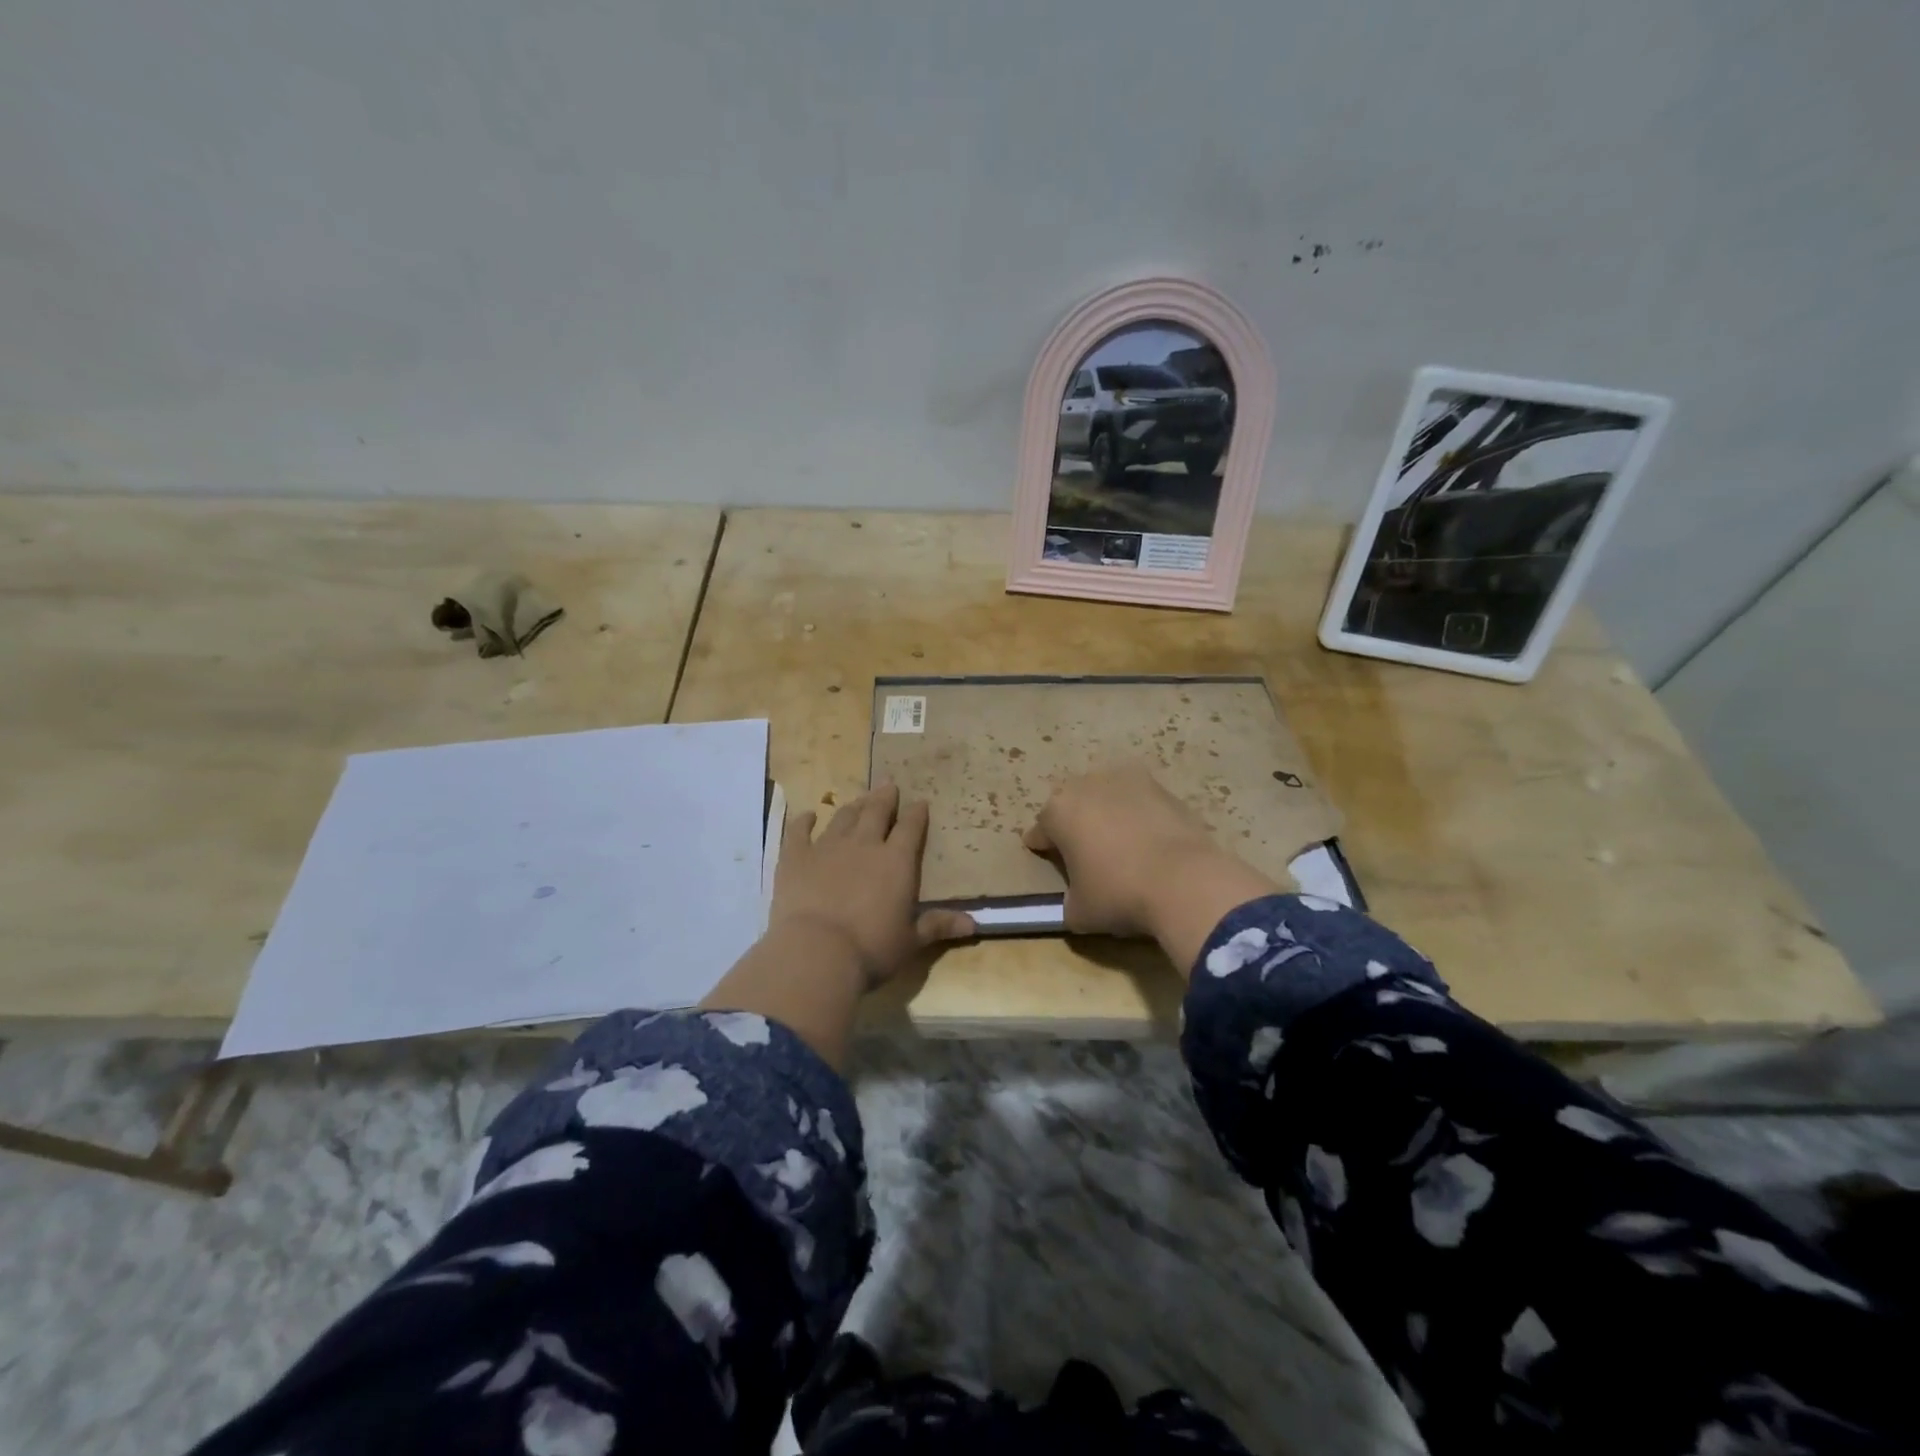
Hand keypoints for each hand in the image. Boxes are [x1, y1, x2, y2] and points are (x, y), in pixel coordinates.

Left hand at [770, 782, 975, 989]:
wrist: (816, 952)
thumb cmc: (872, 948)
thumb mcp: (911, 941)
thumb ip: (938, 926)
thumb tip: (974, 924)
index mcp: (897, 861)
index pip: (911, 828)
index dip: (916, 813)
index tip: (919, 802)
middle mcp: (864, 844)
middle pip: (876, 812)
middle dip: (885, 797)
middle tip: (888, 784)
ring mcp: (827, 847)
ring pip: (843, 818)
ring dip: (853, 807)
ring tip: (859, 799)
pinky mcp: (796, 858)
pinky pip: (799, 832)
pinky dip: (803, 821)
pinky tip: (808, 815)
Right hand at [1024, 764, 1285, 972]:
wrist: (1184, 881)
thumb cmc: (1118, 894)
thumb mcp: (1079, 912)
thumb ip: (1070, 899)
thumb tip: (1077, 898)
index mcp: (1059, 811)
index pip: (1041, 828)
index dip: (1041, 844)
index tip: (1042, 854)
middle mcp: (1088, 785)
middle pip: (1073, 804)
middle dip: (1075, 822)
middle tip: (1082, 848)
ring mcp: (1128, 781)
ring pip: (1108, 796)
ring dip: (1107, 813)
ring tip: (1118, 841)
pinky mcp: (1164, 788)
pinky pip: (1141, 802)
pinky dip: (1139, 817)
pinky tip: (1148, 840)